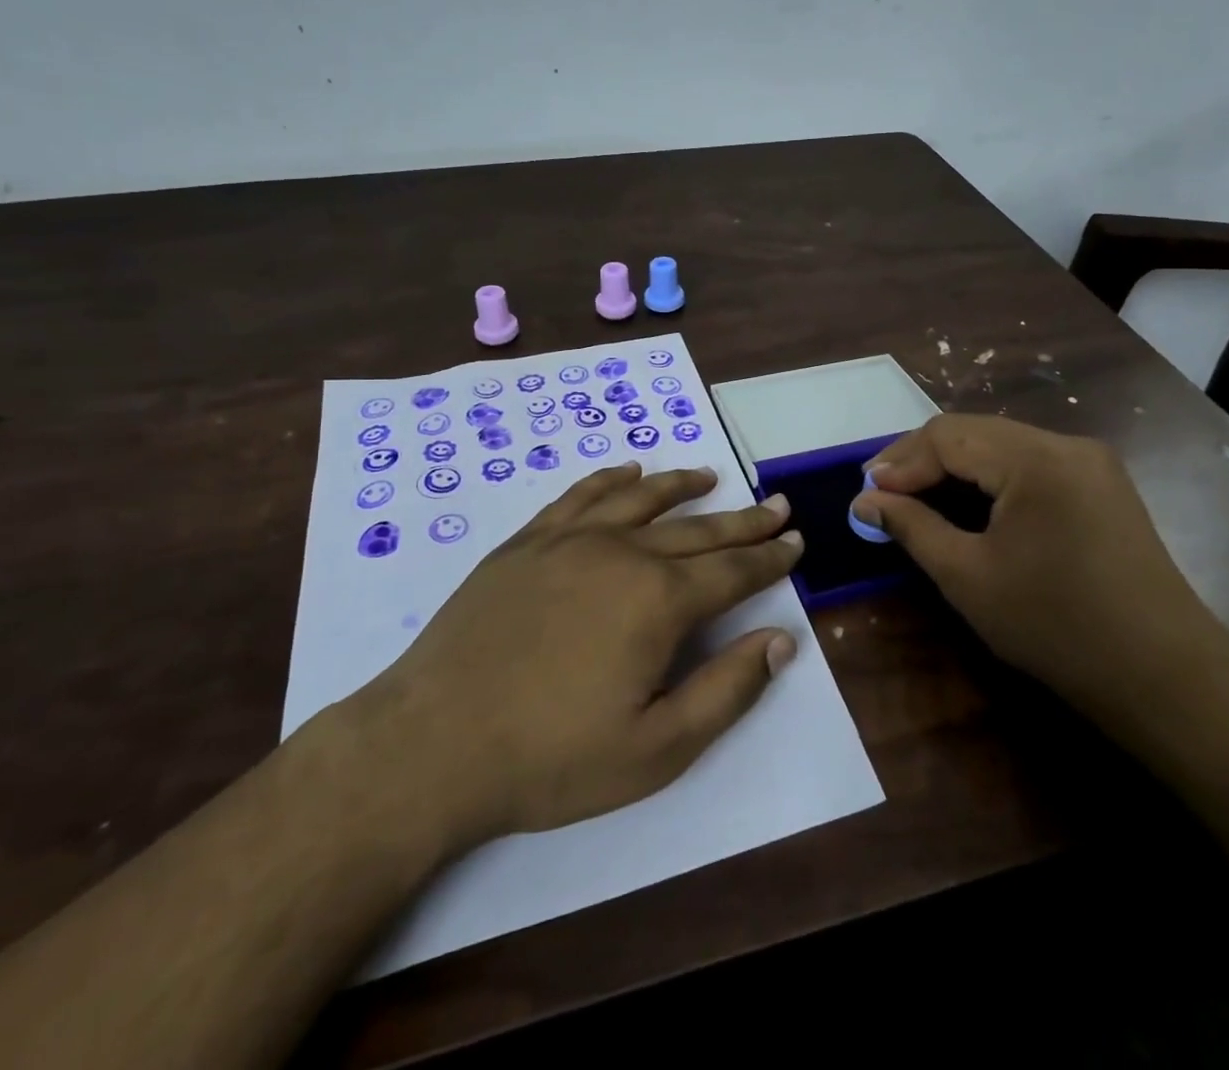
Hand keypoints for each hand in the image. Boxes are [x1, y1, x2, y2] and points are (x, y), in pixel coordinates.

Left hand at [345, 462, 803, 852]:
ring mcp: (570, 540)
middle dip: (744, 520)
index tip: (795, 543)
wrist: (432, 742)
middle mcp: (622, 553)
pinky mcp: (528, 541)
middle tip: (775, 506)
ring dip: (683, 487)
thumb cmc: (552, 757)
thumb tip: (782, 641)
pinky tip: (630, 472)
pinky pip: (582, 496)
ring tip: (711, 477)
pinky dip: (612, 480)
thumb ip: (726, 690)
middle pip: (698, 529)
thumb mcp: (656, 749)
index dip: (770, 559)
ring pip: (642, 500)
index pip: (733, 572)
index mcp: (659, 601)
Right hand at [850, 415, 1228, 737]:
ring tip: (914, 497)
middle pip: (974, 432)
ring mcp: (1089, 461)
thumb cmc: (1056, 627)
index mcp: (1037, 459)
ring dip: (953, 466)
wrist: (1164, 676)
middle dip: (922, 460)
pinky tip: (966, 503)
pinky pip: (1028, 464)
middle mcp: (1066, 444)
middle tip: (882, 494)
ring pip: (1000, 445)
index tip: (866, 495)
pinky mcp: (1100, 484)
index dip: (900, 461)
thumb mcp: (968, 577)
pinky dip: (988, 478)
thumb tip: (864, 500)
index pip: (949, 435)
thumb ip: (911, 527)